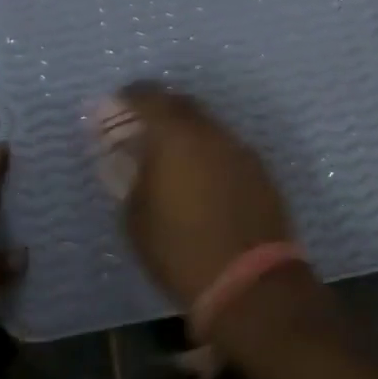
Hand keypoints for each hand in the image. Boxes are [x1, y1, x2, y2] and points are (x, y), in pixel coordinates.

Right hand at [98, 84, 294, 306]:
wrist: (250, 282)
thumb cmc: (179, 249)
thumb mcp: (136, 217)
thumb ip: (129, 176)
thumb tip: (127, 156)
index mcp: (175, 135)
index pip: (148, 96)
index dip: (129, 96)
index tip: (116, 105)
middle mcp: (210, 131)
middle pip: (182, 104)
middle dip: (160, 111)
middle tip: (142, 129)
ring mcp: (240, 149)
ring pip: (208, 127)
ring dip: (188, 134)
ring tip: (171, 158)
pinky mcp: (260, 171)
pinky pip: (227, 149)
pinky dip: (210, 154)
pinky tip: (202, 179)